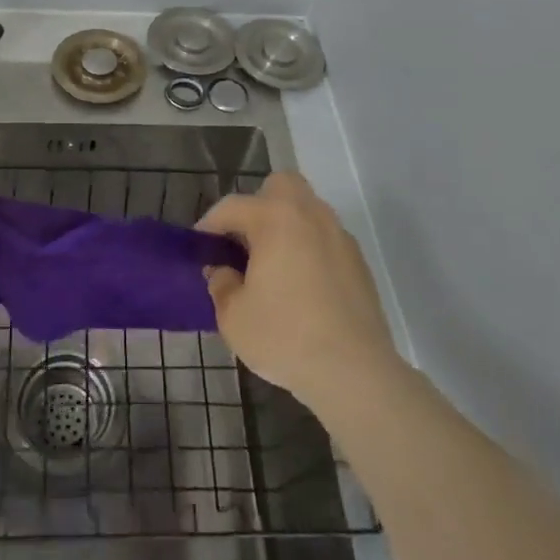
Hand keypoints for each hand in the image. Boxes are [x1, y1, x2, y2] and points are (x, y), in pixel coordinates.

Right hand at [195, 172, 400, 414]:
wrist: (355, 372)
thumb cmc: (285, 337)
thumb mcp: (234, 317)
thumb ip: (221, 284)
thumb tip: (223, 271)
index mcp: (275, 219)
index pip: (232, 207)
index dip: (210, 224)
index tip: (200, 245)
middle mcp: (310, 215)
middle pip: (280, 186)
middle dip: (258, 204)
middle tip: (245, 240)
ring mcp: (339, 236)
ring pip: (307, 211)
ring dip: (286, 226)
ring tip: (272, 265)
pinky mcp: (359, 262)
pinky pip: (325, 239)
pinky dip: (309, 249)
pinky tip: (302, 285)